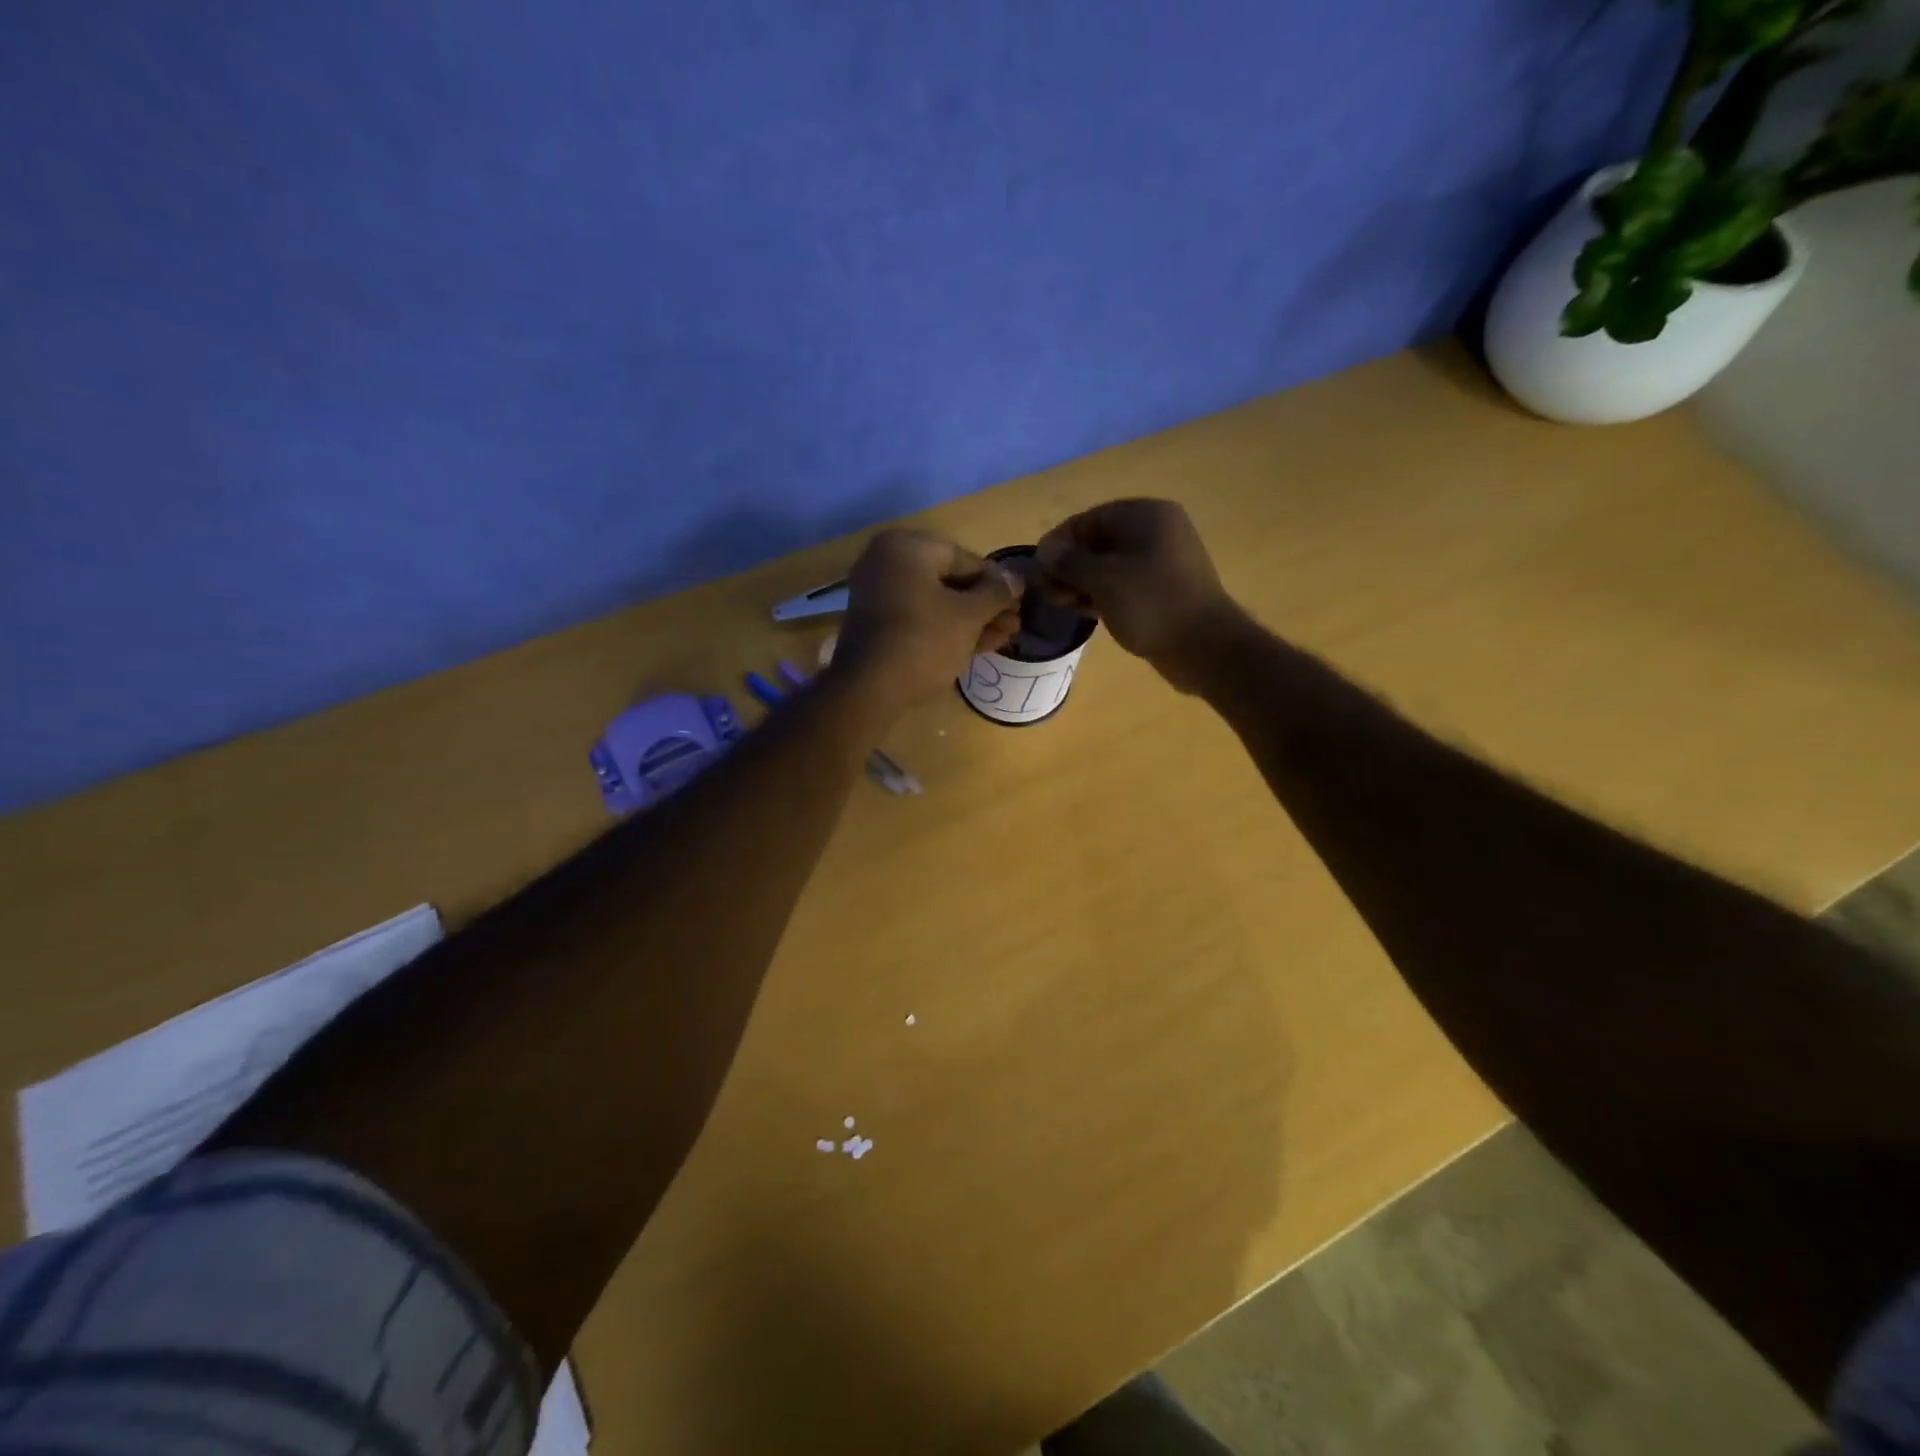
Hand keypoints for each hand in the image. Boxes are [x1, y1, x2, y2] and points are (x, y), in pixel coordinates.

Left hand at [831, 529, 1022, 711]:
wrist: (868, 691)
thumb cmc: (923, 641)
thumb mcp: (968, 616)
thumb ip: (996, 593)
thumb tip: (1016, 579)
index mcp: (906, 547)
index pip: (964, 558)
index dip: (996, 581)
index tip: (1019, 600)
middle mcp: (887, 562)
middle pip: (949, 580)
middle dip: (984, 605)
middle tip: (1014, 623)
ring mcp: (878, 594)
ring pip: (936, 602)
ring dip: (971, 620)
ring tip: (1004, 637)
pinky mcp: (877, 624)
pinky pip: (919, 618)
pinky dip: (946, 629)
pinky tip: (979, 645)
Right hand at [1036, 499, 1244, 691]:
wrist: (1204, 647)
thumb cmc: (1151, 604)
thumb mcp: (1103, 579)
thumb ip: (1069, 562)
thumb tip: (1044, 550)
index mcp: (1146, 516)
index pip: (1091, 518)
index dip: (1060, 541)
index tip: (1037, 567)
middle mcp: (1157, 532)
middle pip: (1100, 542)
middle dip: (1069, 565)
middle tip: (1046, 590)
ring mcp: (1162, 563)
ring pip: (1110, 566)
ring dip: (1082, 582)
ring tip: (1061, 603)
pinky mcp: (1163, 590)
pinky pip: (1124, 584)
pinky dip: (1101, 594)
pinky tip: (1082, 610)